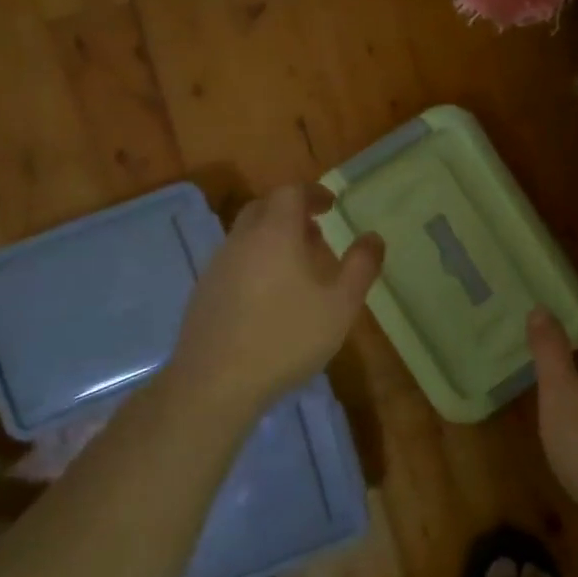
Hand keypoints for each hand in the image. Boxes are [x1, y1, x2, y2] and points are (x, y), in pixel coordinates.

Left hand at [170, 184, 383, 412]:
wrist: (215, 383)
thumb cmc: (286, 338)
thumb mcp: (340, 305)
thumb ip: (361, 266)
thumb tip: (374, 237)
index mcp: (275, 233)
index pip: (290, 192)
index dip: (313, 193)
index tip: (331, 205)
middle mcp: (242, 240)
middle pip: (264, 208)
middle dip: (291, 212)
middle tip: (316, 232)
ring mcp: (217, 266)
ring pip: (247, 236)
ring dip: (272, 238)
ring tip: (297, 267)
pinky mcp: (203, 293)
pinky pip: (234, 261)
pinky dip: (255, 262)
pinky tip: (269, 297)